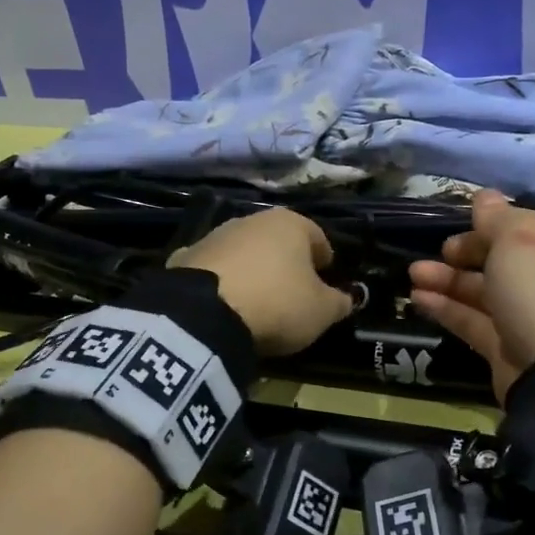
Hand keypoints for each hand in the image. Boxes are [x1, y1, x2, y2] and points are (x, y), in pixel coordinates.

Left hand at [171, 208, 354, 355]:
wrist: (205, 314)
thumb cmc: (278, 304)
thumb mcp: (321, 311)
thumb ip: (340, 302)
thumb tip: (348, 298)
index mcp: (290, 223)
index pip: (318, 237)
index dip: (325, 260)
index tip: (326, 281)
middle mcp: (252, 220)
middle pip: (278, 241)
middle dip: (287, 263)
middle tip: (293, 292)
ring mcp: (215, 236)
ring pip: (244, 251)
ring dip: (253, 269)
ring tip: (257, 300)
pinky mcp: (185, 257)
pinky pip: (214, 269)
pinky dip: (222, 281)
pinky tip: (223, 303)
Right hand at [408, 189, 534, 399]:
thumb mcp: (518, 238)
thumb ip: (496, 217)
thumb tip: (485, 196)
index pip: (525, 223)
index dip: (493, 221)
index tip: (463, 220)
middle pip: (501, 257)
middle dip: (464, 251)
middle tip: (441, 251)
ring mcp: (527, 312)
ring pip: (482, 289)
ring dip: (447, 279)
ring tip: (413, 274)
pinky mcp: (507, 344)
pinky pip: (473, 320)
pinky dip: (446, 308)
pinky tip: (417, 298)